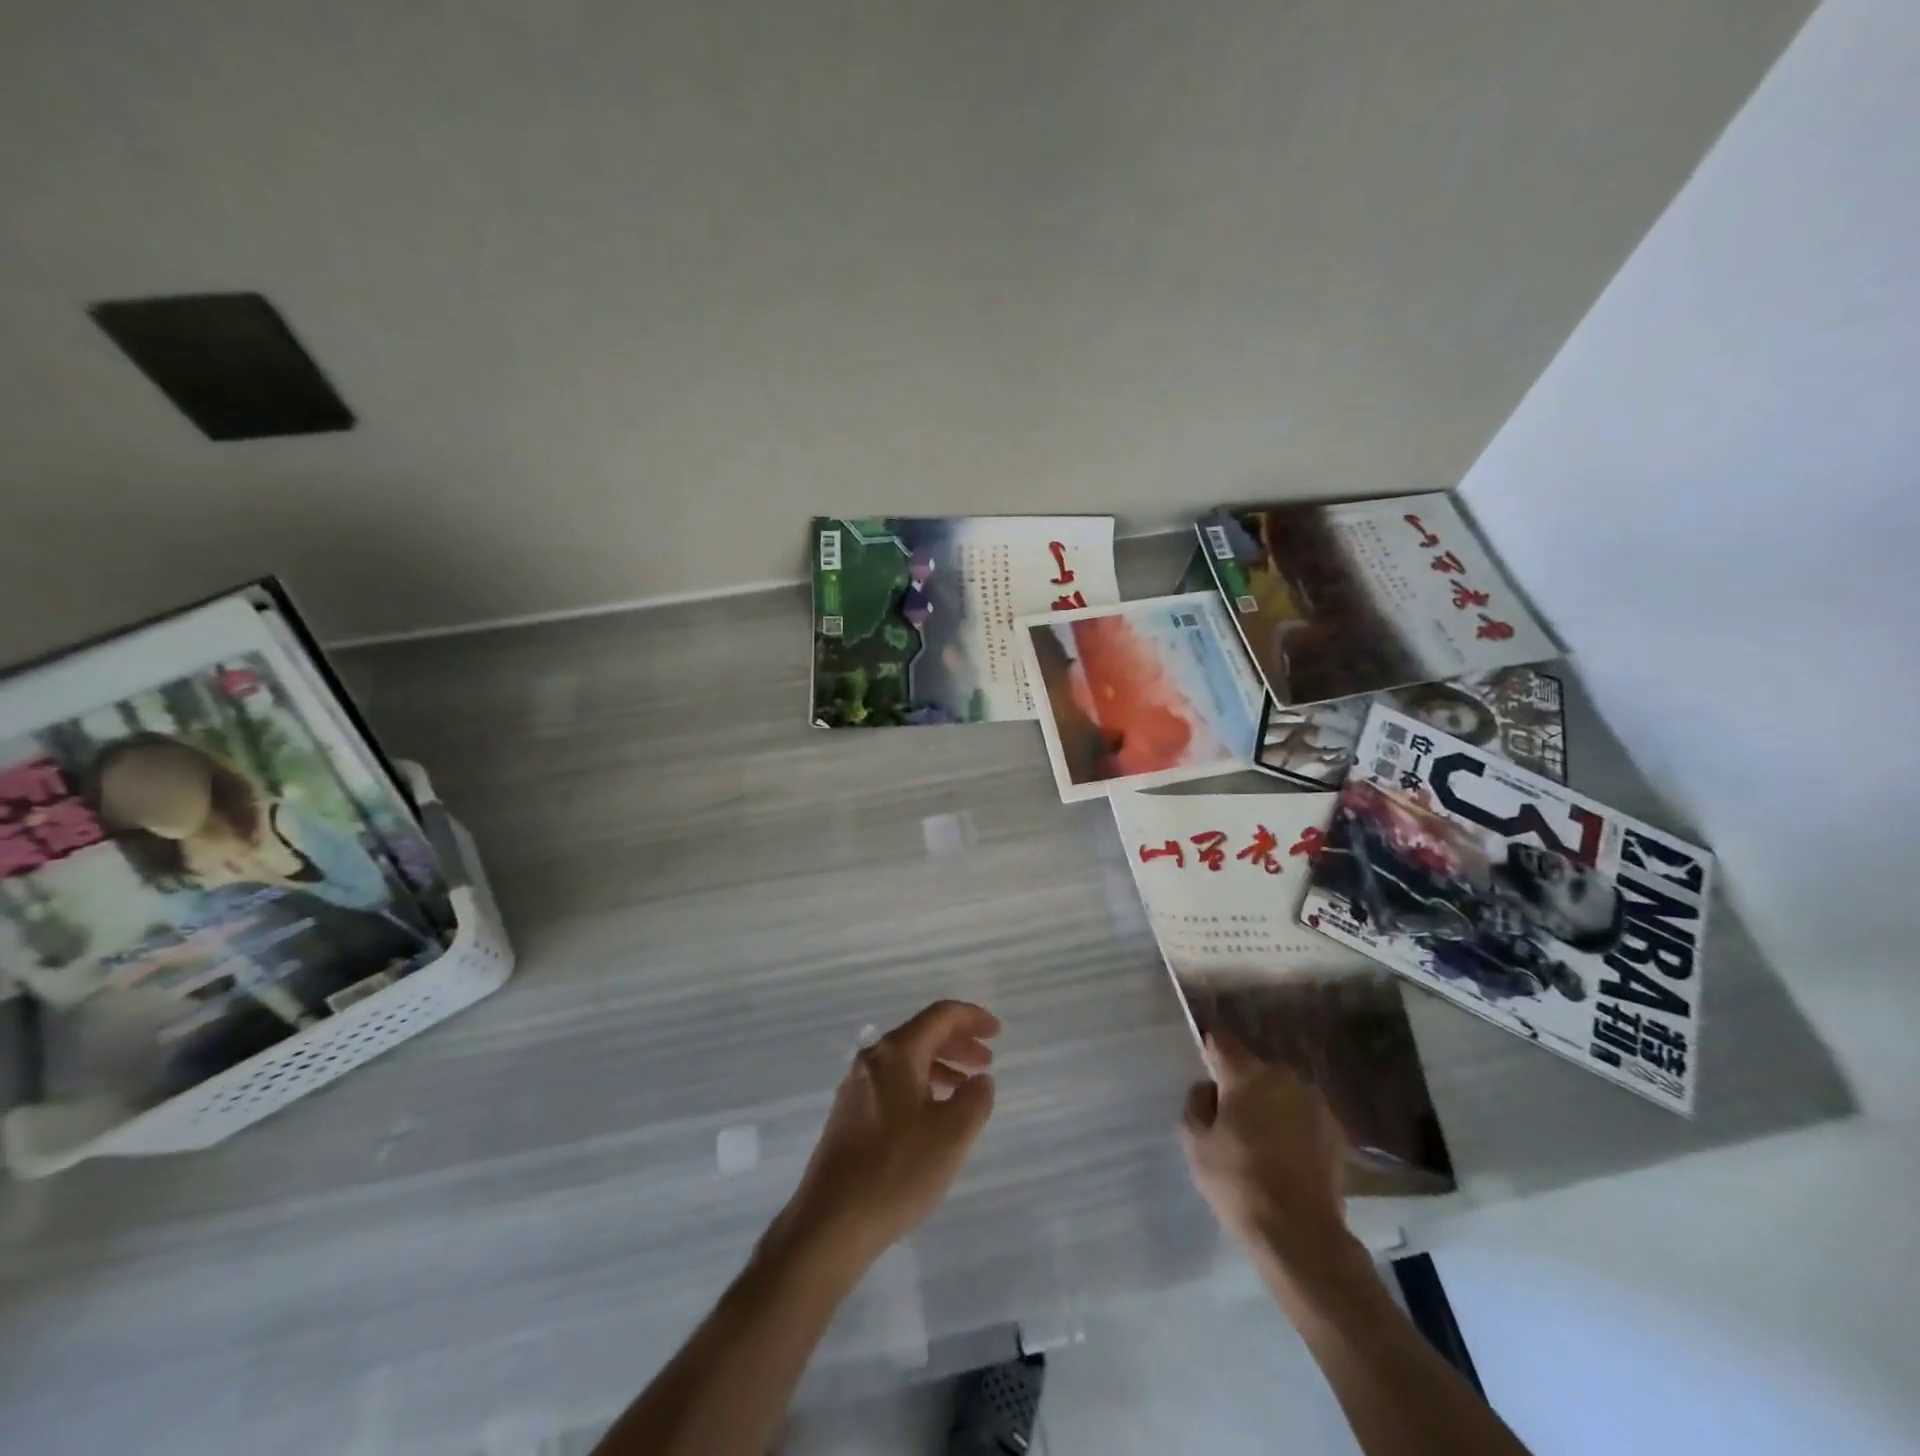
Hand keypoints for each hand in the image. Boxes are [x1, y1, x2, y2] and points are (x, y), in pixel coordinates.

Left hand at [772, 1001, 999, 1268]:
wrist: (830, 1223)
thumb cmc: (897, 1170)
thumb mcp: (952, 1135)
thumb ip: (975, 1099)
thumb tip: (980, 1080)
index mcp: (897, 1053)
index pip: (940, 1016)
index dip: (972, 1018)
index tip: (998, 1031)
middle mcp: (872, 1059)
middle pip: (922, 1034)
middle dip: (958, 1043)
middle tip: (987, 1061)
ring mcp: (856, 1087)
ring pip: (907, 1061)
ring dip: (941, 1066)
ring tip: (966, 1089)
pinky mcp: (849, 1115)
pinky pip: (893, 1083)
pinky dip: (920, 1086)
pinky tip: (933, 1115)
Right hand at [1180, 1031, 1356, 1278]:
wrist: (1301, 1234)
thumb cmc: (1238, 1181)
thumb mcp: (1195, 1142)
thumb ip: (1196, 1103)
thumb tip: (1209, 1088)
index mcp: (1246, 1073)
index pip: (1221, 1041)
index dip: (1209, 1048)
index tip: (1203, 1064)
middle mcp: (1283, 1077)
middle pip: (1253, 1069)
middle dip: (1241, 1084)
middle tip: (1230, 1117)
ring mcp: (1314, 1103)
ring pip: (1280, 1093)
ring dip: (1269, 1105)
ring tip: (1260, 1141)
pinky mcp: (1336, 1131)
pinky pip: (1303, 1116)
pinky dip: (1292, 1126)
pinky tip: (1285, 1157)